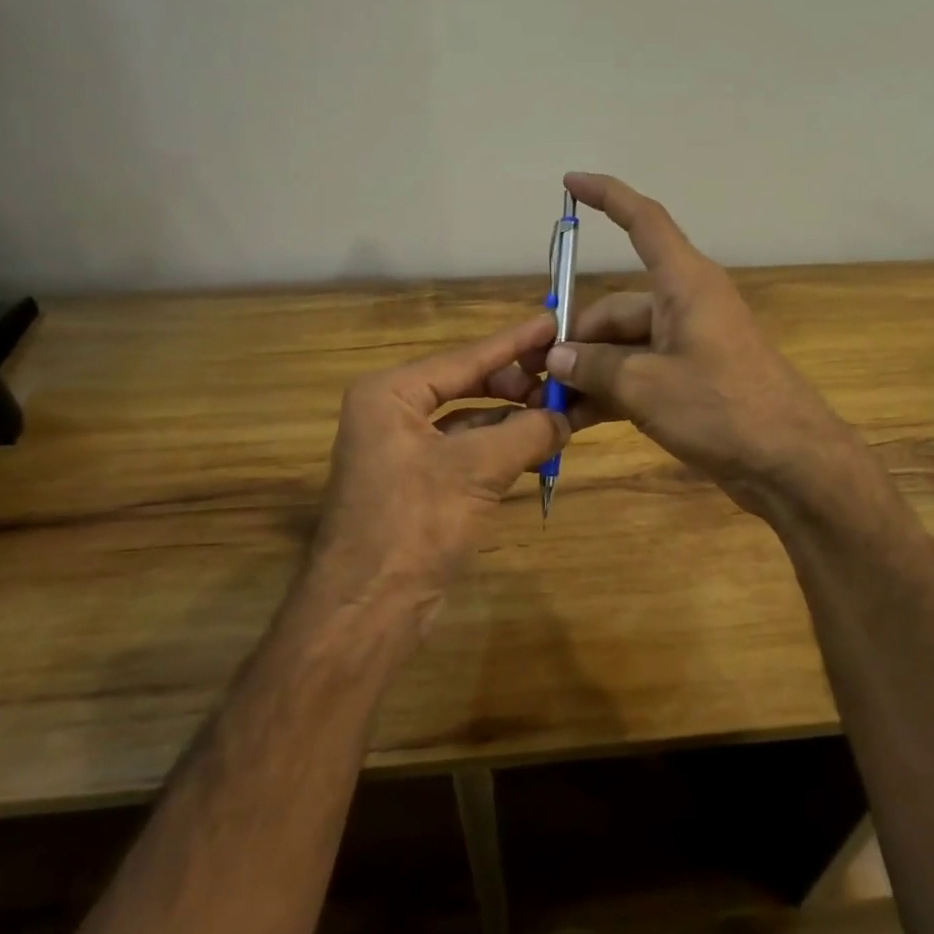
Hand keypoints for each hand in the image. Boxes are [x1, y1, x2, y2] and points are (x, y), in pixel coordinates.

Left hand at [308, 314, 568, 631]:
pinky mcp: (420, 484)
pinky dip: (504, 449)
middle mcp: (393, 413)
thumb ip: (527, 432)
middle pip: (468, 384)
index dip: (514, 341)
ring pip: (472, 420)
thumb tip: (565, 416)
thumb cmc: (414, 525)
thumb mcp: (477, 469)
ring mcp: (405, 450)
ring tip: (563, 414)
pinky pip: (469, 452)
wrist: (367, 612)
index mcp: (391, 394)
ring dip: (515, 419)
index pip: (466, 358)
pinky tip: (540, 449)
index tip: (554, 321)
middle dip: (517, 386)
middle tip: (565, 381)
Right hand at [547, 172, 857, 515]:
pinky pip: (639, 374)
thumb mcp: (647, 387)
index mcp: (684, 284)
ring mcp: (688, 345)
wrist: (791, 463)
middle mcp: (685, 305)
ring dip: (588, 373)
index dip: (608, 196)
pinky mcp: (691, 381)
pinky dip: (610, 393)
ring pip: (623, 347)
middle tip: (537, 374)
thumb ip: (596, 367)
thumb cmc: (723, 408)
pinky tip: (575, 421)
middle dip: (576, 339)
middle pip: (616, 308)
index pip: (644, 222)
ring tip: (548, 404)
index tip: (570, 182)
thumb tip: (558, 357)